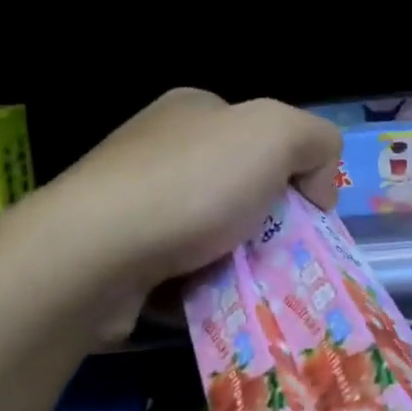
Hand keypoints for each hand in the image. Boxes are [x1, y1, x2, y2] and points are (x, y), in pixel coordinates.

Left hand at [46, 89, 343, 298]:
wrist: (95, 253)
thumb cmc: (192, 185)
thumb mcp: (275, 132)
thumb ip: (315, 139)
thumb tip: (316, 184)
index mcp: (195, 110)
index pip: (265, 137)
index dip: (295, 173)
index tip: (307, 214)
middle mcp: (161, 149)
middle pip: (241, 188)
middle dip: (267, 224)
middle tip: (283, 257)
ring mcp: (133, 201)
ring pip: (212, 234)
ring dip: (237, 261)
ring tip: (250, 287)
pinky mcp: (118, 252)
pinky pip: (180, 269)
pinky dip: (201, 287)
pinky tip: (209, 300)